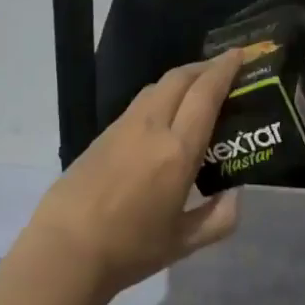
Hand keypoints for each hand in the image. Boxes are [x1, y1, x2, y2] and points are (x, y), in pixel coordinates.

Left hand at [22, 52, 243, 295]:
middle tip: (223, 68)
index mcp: (177, 151)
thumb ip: (218, 219)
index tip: (239, 55)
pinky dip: (159, 96)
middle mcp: (151, 128)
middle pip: (179, 79)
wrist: (65, 250)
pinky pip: (138, 104)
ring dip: (180, 79)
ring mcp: (122, 128)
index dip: (224, 70)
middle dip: (203, 67)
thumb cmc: (130, 248)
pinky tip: (163, 114)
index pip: (205, 95)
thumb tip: (235, 197)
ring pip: (155, 87)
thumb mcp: (183, 242)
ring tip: (195, 88)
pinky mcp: (101, 136)